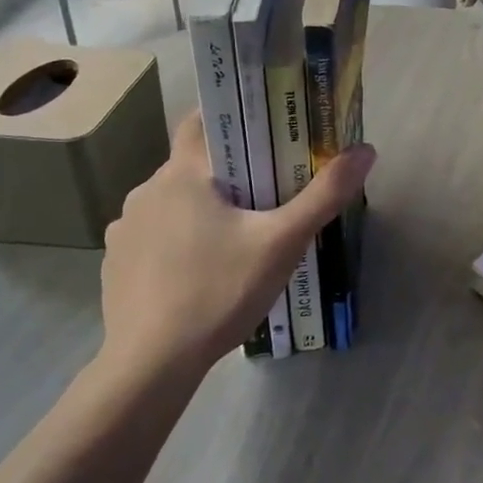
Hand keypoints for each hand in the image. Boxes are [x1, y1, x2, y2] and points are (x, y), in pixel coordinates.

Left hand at [97, 109, 375, 385]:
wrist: (152, 364)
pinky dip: (178, 240)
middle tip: (270, 192)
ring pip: (174, 201)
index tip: (267, 131)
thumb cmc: (220, 291)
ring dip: (203, 208)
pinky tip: (200, 271)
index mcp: (182, 174)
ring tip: (238, 237)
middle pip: (195, 165)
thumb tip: (366, 150)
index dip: (234, 118)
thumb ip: (325, 195)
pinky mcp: (116, 263)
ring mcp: (126, 228)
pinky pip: (155, 235)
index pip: (202, 121)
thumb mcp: (283, 242)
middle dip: (230, 172)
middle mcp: (146, 191)